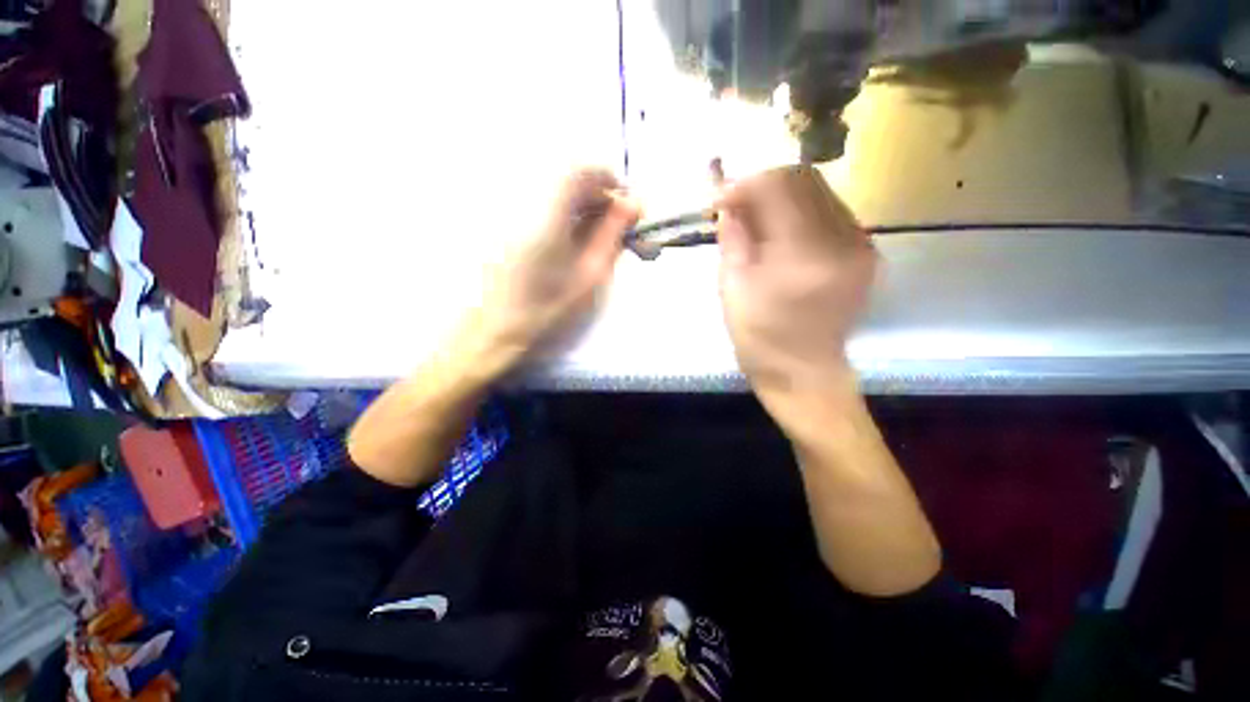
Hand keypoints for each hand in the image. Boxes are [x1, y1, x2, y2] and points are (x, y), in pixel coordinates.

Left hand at [459, 168, 640, 376]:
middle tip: (618, 228)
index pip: (580, 170)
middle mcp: (524, 203)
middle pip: (568, 179)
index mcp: (546, 216)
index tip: (626, 205)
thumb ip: (611, 236)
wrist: (493, 333)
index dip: (609, 179)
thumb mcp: (589, 277)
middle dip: (599, 197)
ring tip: (600, 241)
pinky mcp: (504, 226)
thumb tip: (632, 205)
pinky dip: (566, 218)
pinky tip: (574, 245)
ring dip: (584, 209)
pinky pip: (542, 208)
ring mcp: (510, 213)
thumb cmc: (547, 313)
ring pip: (556, 194)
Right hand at [716, 165, 875, 398]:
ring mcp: (861, 245)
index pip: (779, 187)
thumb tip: (728, 203)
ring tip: (755, 219)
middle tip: (737, 206)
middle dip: (763, 185)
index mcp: (804, 256)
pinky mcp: (865, 252)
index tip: (720, 197)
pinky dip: (800, 211)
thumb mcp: (732, 289)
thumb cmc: (760, 339)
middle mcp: (842, 241)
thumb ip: (732, 238)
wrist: (804, 373)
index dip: (745, 184)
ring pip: (820, 192)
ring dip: (782, 196)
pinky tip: (780, 232)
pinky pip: (831, 211)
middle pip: (805, 180)